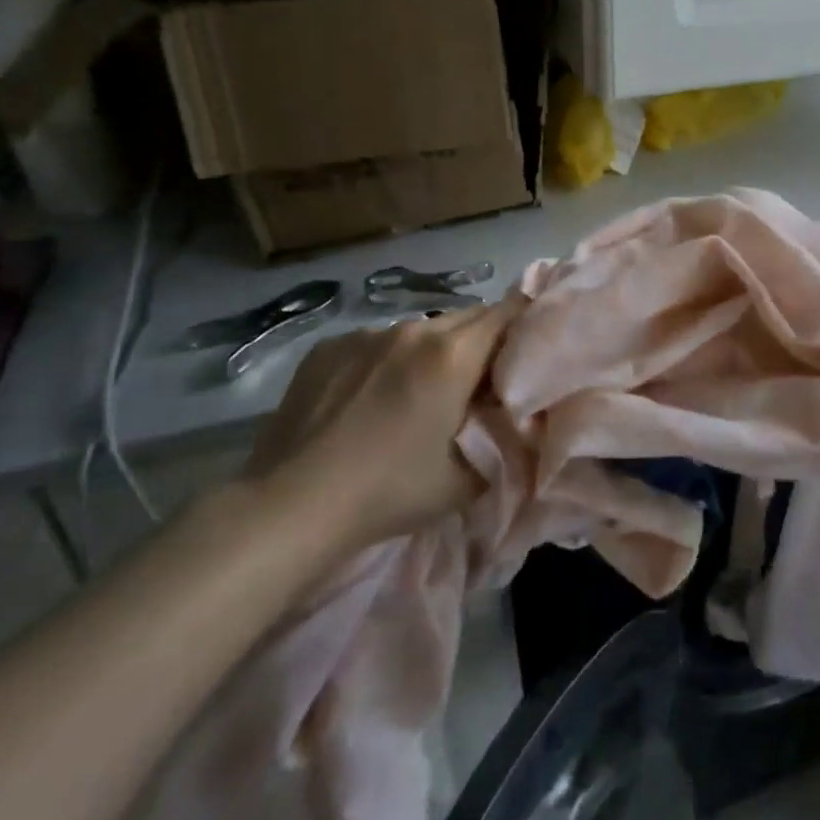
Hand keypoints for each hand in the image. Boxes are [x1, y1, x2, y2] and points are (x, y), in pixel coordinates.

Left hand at [238, 297, 522, 586]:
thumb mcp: (466, 480)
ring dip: (434, 351)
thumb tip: (514, 422)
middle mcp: (412, 330)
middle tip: (480, 381)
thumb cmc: (388, 492)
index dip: (525, 325)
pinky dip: (387, 360)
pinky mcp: (328, 347)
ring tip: (419, 392)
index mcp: (452, 355)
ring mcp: (365, 334)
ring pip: (420, 329)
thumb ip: (501, 442)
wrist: (290, 506)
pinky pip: (376, 342)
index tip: (529, 349)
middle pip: (467, 317)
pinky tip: (368, 400)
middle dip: (482, 341)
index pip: (507, 313)